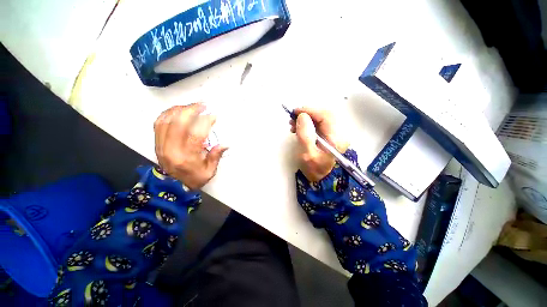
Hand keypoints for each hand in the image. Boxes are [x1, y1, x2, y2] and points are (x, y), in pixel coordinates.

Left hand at [154, 103, 227, 189]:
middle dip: (191, 110)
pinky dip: (167, 113)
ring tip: (191, 106)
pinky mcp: (156, 142)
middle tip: (202, 105)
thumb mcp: (209, 171)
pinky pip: (158, 123)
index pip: (196, 135)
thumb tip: (225, 144)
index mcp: (187, 157)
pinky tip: (177, 110)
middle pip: (178, 123)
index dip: (205, 122)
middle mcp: (171, 149)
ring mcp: (161, 145)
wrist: (171, 187)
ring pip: (166, 120)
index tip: (213, 115)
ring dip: (179, 109)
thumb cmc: (193, 179)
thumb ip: (216, 156)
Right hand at [290, 107, 348, 181]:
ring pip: (321, 118)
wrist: (321, 178)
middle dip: (307, 113)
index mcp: (336, 139)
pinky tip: (299, 127)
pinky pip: (319, 124)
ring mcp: (335, 134)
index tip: (295, 112)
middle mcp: (339, 133)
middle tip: (293, 118)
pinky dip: (308, 123)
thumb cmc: (314, 169)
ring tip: (293, 124)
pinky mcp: (329, 135)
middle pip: (325, 115)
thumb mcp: (307, 154)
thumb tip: (302, 116)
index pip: (326, 116)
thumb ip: (305, 135)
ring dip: (307, 118)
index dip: (310, 111)